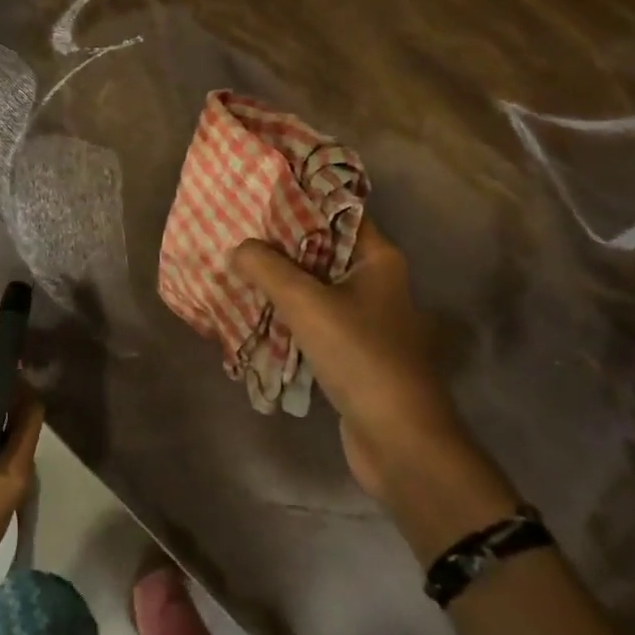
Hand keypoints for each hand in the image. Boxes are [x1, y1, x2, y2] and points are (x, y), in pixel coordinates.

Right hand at [233, 219, 479, 505]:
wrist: (400, 440)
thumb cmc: (359, 356)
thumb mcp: (306, 303)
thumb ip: (267, 268)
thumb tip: (239, 248)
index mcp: (377, 259)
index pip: (336, 213)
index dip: (298, 201)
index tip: (257, 194)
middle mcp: (374, 282)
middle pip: (320, 249)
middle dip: (278, 243)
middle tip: (235, 229)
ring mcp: (364, 318)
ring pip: (313, 285)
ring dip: (278, 280)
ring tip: (235, 265)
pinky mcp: (351, 349)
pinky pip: (312, 318)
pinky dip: (285, 313)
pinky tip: (251, 308)